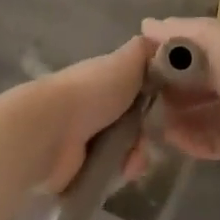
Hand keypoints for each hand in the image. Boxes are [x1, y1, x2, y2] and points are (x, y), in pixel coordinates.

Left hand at [13, 36, 152, 193]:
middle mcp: (96, 108)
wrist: (52, 132)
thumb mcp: (125, 61)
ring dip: (135, 155)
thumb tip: (166, 46)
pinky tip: (120, 170)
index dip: (156, 98)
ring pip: (128, 150)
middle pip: (137, 124)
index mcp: (104, 81)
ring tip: (130, 158)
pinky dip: (120, 172)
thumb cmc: (91, 91)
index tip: (167, 106)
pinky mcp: (82, 168)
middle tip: (146, 136)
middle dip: (147, 132)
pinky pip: (114, 174)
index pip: (139, 90)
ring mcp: (87, 139)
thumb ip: (145, 51)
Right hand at [143, 16, 219, 166]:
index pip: (184, 48)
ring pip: (193, 114)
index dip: (159, 55)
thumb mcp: (211, 36)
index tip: (129, 66)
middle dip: (162, 90)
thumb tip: (144, 25)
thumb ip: (177, 33)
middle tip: (131, 99)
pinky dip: (188, 140)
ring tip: (143, 123)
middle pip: (186, 84)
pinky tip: (168, 139)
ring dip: (171, 118)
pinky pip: (206, 141)